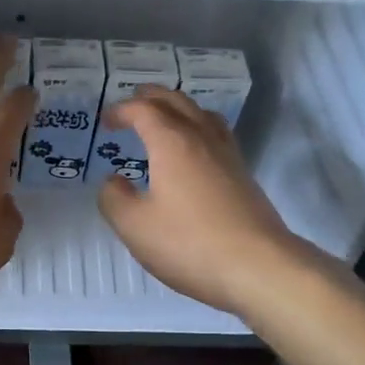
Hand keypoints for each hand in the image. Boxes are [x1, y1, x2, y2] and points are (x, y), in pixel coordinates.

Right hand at [96, 86, 300, 316]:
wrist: (258, 266)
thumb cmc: (189, 243)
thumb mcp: (135, 226)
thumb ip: (114, 198)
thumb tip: (113, 181)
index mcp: (172, 142)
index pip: (144, 110)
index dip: (122, 110)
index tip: (106, 121)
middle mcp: (202, 138)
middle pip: (177, 102)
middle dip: (151, 98)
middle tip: (133, 103)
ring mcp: (228, 155)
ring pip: (202, 114)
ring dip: (179, 108)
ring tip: (165, 119)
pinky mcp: (243, 175)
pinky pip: (217, 135)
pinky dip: (198, 128)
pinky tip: (194, 152)